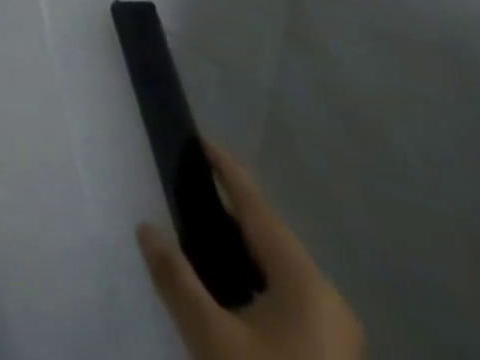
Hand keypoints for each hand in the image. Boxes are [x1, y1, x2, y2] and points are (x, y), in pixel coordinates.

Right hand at [136, 145, 362, 359]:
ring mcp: (334, 334)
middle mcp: (328, 301)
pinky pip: (286, 300)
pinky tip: (225, 289)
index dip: (228, 172)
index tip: (200, 141)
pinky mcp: (328, 357)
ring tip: (197, 233)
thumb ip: (176, 278)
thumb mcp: (212, 339)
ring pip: (279, 273)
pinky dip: (253, 282)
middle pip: (270, 239)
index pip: (258, 209)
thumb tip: (145, 228)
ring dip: (239, 251)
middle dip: (229, 212)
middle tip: (187, 188)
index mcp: (306, 283)